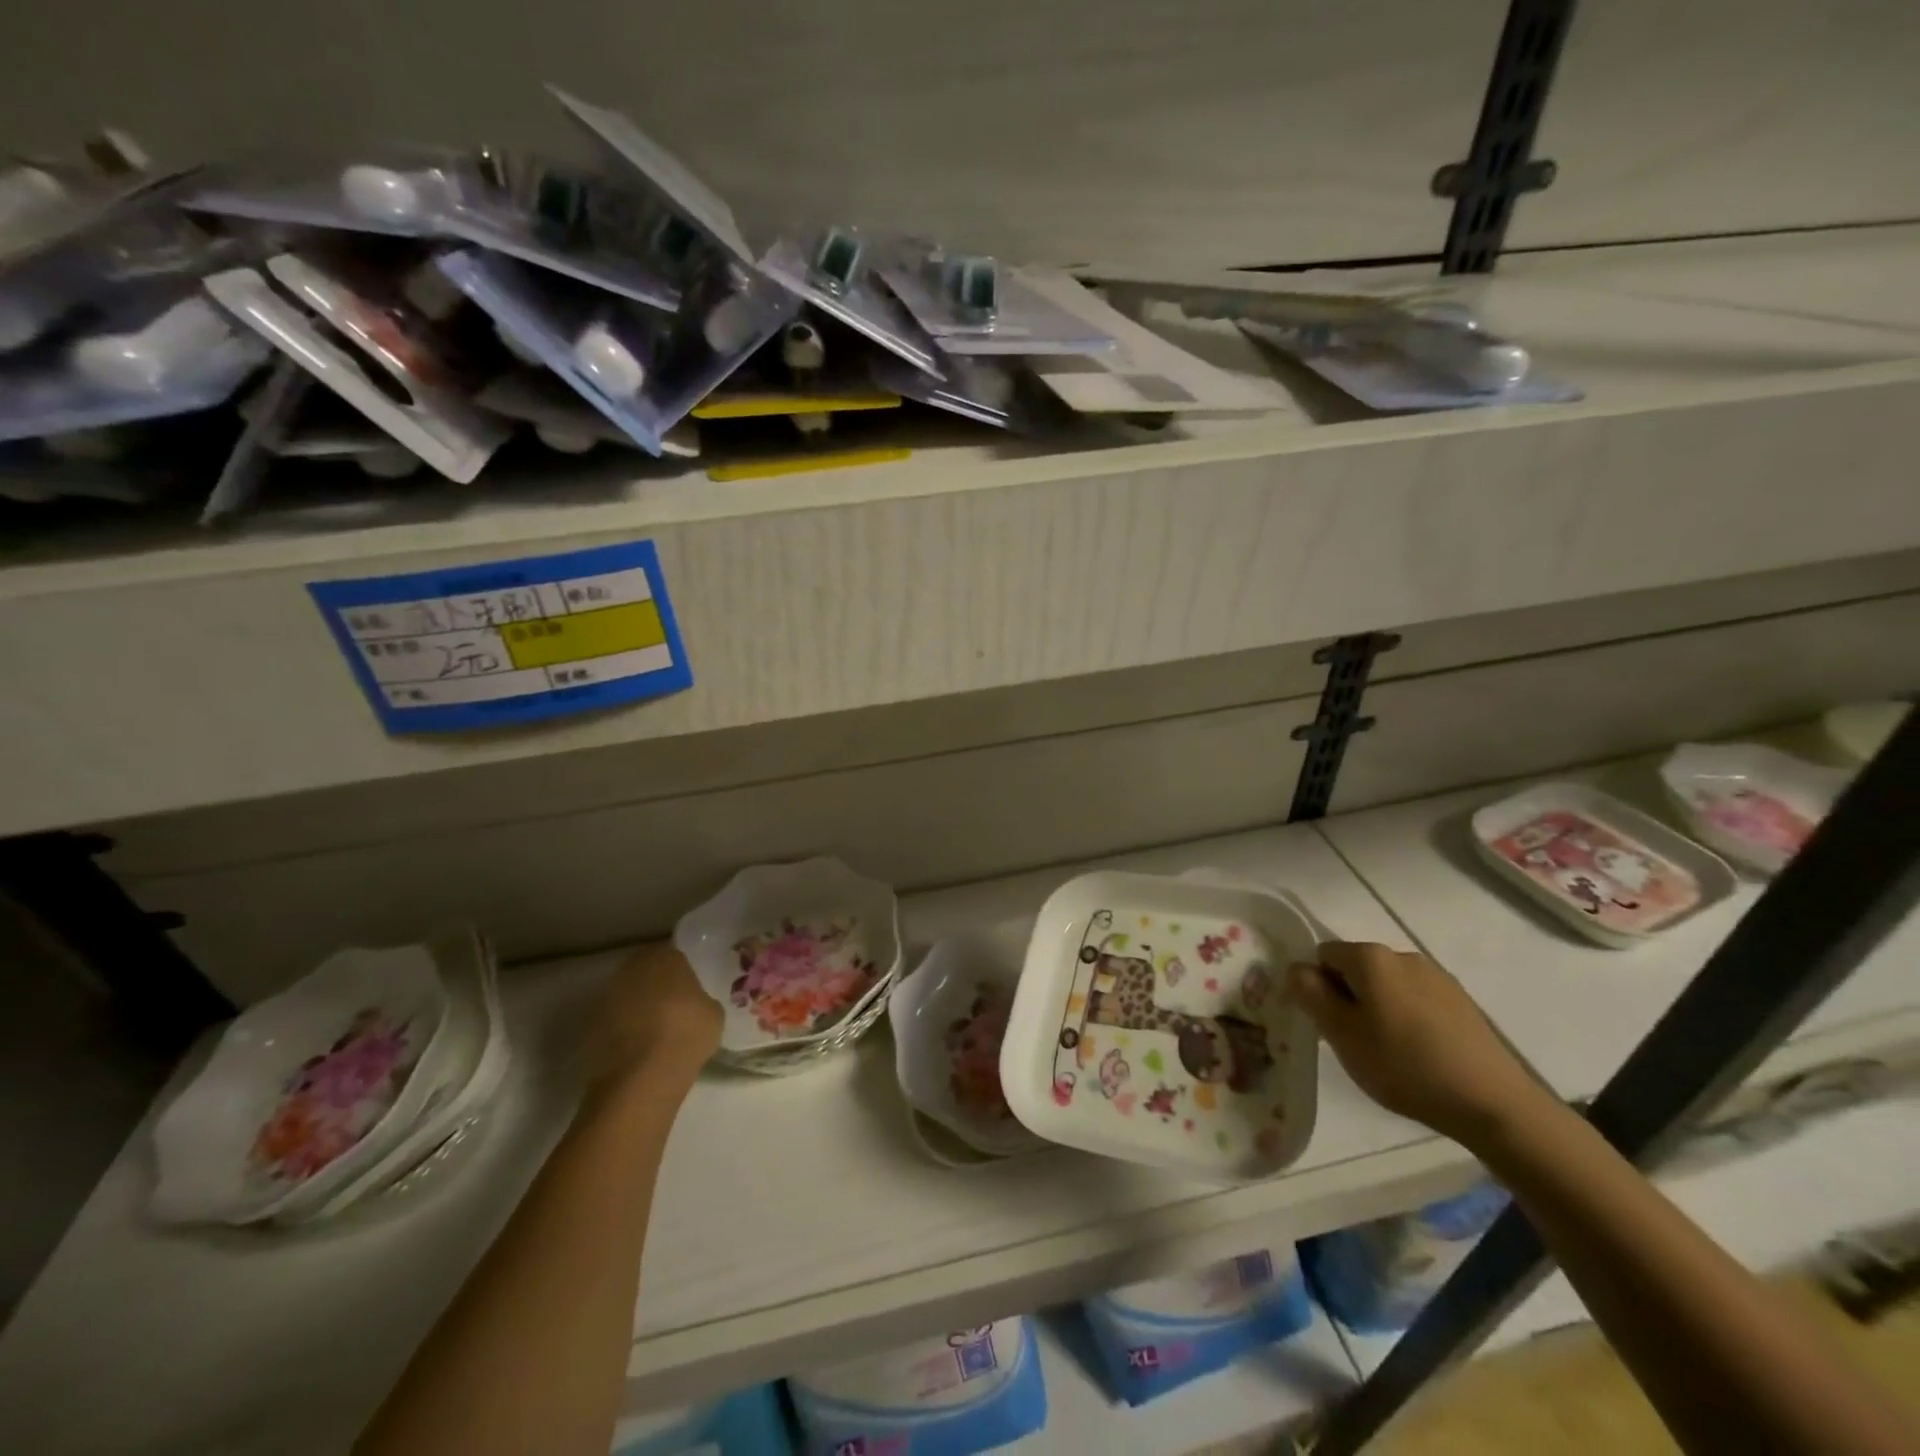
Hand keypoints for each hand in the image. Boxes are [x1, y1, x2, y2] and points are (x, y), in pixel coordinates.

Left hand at [586, 942, 722, 1087]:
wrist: (642, 1078)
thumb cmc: (686, 1034)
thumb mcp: (714, 1014)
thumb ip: (702, 1000)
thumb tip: (694, 1004)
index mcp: (665, 958)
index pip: (675, 956)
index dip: (683, 973)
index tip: (691, 990)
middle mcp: (633, 969)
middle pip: (647, 972)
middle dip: (658, 986)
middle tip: (674, 1007)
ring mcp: (608, 997)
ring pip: (628, 996)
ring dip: (638, 1007)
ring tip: (656, 1031)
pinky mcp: (591, 1027)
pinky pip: (615, 1021)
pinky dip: (624, 1030)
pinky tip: (639, 1049)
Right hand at [1288, 942, 1551, 1147]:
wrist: (1492, 1103)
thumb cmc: (1403, 1065)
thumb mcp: (1341, 1033)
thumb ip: (1310, 993)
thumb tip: (1296, 968)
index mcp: (1370, 957)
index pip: (1323, 955)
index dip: (1317, 987)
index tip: (1328, 1024)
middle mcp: (1403, 955)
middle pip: (1356, 968)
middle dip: (1348, 997)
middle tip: (1355, 1042)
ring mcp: (1437, 977)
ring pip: (1388, 986)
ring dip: (1379, 1009)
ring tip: (1389, 1052)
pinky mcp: (1462, 1002)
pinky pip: (1417, 1000)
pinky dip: (1408, 1019)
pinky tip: (1420, 1054)